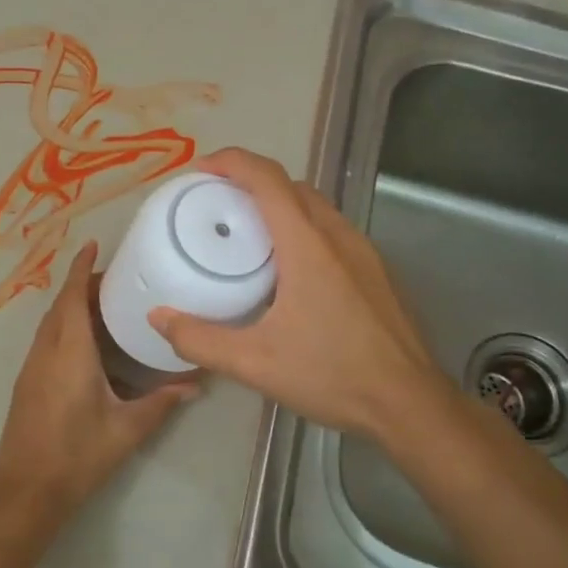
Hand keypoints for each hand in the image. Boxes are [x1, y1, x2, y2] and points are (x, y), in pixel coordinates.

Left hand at [0, 241, 196, 534]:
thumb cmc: (77, 456)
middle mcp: (45, 352)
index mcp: (69, 353)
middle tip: (116, 280)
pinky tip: (87, 344)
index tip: (92, 244)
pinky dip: (64, 327)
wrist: (25, 492)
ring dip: (72, 307)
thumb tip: (194, 385)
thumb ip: (160, 404)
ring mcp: (31, 367)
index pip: (72, 298)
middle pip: (61, 306)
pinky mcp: (26, 383)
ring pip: (50, 323)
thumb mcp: (125, 430)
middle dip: (82, 286)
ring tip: (105, 306)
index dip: (80, 268)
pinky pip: (46, 340)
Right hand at [148, 148, 449, 444]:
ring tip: (247, 232)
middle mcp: (338, 236)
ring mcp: (363, 252)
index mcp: (307, 245)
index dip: (231, 162)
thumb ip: (200, 339)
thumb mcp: (255, 363)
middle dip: (250, 181)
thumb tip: (158, 317)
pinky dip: (302, 227)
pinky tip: (288, 269)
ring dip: (279, 204)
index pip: (267, 179)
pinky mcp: (376, 272)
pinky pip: (332, 231)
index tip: (199, 169)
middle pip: (291, 186)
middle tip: (215, 203)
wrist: (410, 404)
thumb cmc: (332, 374)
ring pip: (315, 207)